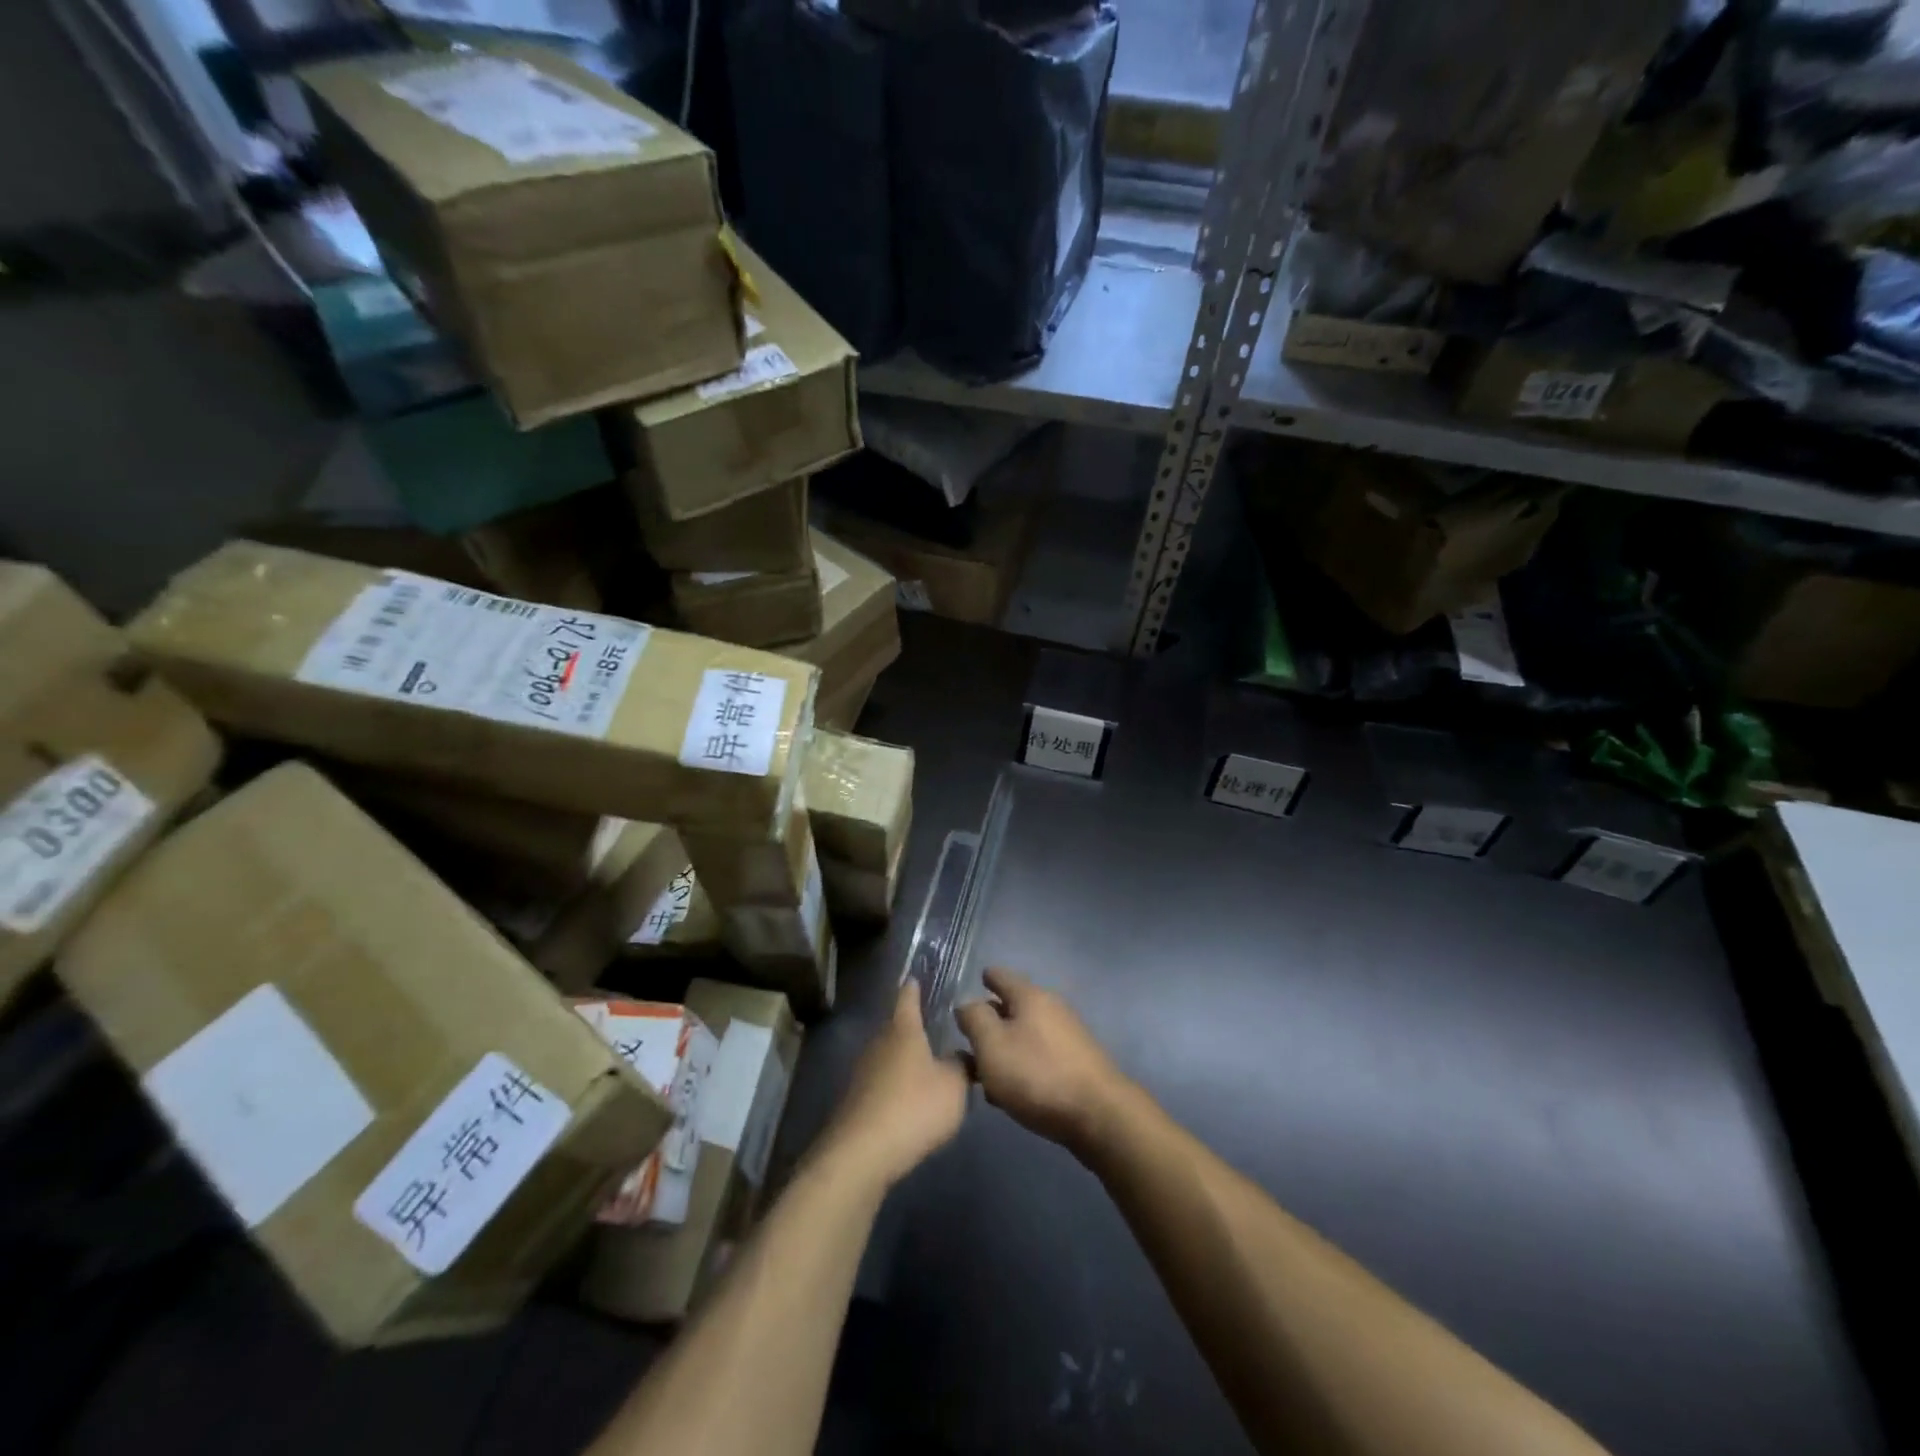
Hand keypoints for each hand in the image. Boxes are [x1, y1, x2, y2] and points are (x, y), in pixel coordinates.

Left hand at [819, 983, 969, 1190]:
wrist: (862, 1153)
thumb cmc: (914, 1107)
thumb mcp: (954, 1086)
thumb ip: (963, 1066)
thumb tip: (964, 1055)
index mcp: (903, 1030)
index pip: (908, 998)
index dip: (913, 987)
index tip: (914, 977)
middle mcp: (878, 1043)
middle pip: (896, 1028)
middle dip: (912, 1029)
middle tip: (932, 1029)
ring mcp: (862, 1072)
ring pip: (887, 1057)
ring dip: (903, 1061)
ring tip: (924, 1069)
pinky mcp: (855, 1101)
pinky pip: (880, 1084)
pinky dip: (894, 1087)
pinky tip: (907, 1102)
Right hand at [955, 968, 1129, 1157]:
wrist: (1099, 1115)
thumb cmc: (1037, 1075)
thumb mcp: (992, 1046)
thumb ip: (974, 1019)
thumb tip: (967, 1003)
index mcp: (1030, 996)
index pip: (1002, 976)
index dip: (987, 977)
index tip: (977, 979)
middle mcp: (1052, 1008)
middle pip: (1015, 1006)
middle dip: (993, 1018)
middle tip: (970, 1035)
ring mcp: (1068, 1036)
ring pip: (1027, 1034)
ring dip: (1007, 1047)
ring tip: (985, 1071)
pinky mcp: (1077, 1063)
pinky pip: (1041, 1056)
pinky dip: (1023, 1065)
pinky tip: (1013, 1091)